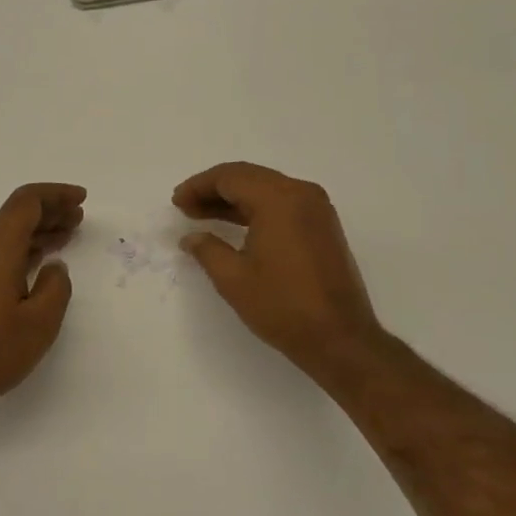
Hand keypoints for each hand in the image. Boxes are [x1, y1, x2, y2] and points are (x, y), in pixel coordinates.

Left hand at [0, 183, 85, 417]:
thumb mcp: (38, 323)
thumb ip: (55, 288)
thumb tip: (54, 267)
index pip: (28, 201)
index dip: (56, 195)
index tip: (81, 199)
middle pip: (15, 214)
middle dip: (49, 213)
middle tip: (77, 219)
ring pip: (4, 234)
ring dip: (35, 233)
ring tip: (63, 239)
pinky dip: (18, 250)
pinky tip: (33, 266)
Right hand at [174, 162, 383, 376]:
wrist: (339, 338)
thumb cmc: (282, 306)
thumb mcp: (233, 278)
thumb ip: (207, 249)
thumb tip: (191, 238)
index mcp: (278, 199)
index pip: (230, 177)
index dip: (199, 186)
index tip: (177, 201)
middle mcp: (301, 194)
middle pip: (249, 177)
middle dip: (214, 189)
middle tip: (186, 206)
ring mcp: (316, 209)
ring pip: (266, 189)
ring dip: (234, 199)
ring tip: (202, 215)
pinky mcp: (322, 226)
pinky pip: (282, 204)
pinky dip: (256, 209)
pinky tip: (235, 226)